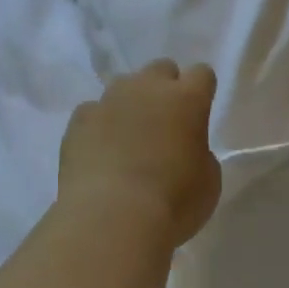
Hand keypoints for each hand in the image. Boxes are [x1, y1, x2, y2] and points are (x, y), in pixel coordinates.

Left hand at [58, 60, 221, 247]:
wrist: (110, 219)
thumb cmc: (172, 203)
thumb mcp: (209, 181)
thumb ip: (200, 152)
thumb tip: (186, 148)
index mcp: (187, 98)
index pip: (202, 73)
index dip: (201, 91)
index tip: (199, 113)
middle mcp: (148, 88)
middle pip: (161, 69)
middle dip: (165, 88)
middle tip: (165, 123)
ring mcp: (109, 100)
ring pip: (125, 85)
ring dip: (131, 103)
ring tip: (129, 137)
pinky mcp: (79, 119)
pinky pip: (93, 111)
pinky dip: (99, 125)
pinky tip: (100, 152)